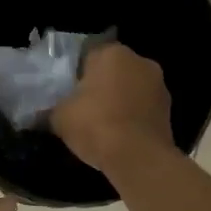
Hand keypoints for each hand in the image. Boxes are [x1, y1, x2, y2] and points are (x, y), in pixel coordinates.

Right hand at [51, 43, 174, 171]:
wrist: (138, 157)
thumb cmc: (96, 125)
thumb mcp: (59, 117)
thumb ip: (51, 109)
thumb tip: (40, 114)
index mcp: (112, 53)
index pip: (88, 54)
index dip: (76, 73)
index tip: (68, 92)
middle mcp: (140, 61)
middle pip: (113, 69)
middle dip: (100, 84)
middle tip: (83, 107)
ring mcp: (159, 85)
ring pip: (131, 88)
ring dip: (119, 100)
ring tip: (103, 124)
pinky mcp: (169, 109)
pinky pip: (143, 107)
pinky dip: (133, 116)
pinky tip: (120, 135)